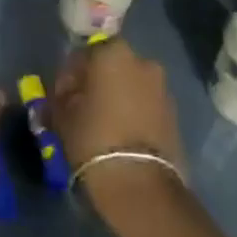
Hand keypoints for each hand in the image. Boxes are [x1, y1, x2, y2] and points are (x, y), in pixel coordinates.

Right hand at [51, 40, 185, 213]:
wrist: (141, 184)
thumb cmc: (94, 139)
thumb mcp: (63, 116)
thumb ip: (62, 96)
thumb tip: (66, 94)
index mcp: (112, 53)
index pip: (83, 55)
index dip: (69, 76)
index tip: (61, 97)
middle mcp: (141, 61)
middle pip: (111, 67)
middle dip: (96, 83)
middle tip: (82, 108)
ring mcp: (162, 87)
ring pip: (131, 85)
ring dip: (117, 97)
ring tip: (103, 124)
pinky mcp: (174, 114)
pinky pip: (146, 104)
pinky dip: (134, 112)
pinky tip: (121, 134)